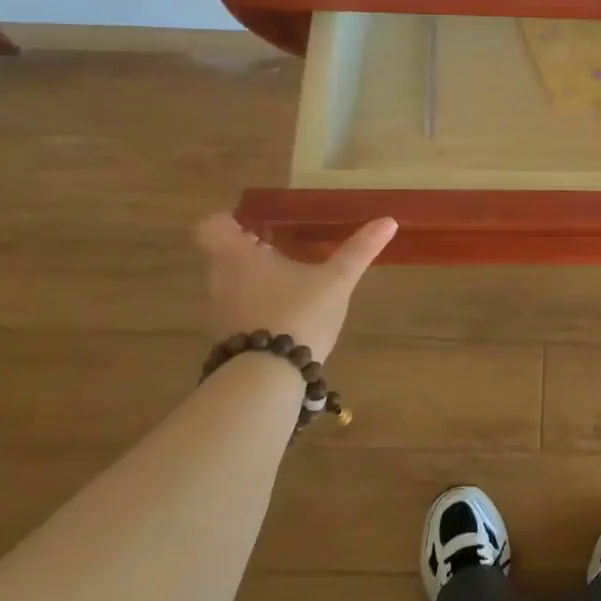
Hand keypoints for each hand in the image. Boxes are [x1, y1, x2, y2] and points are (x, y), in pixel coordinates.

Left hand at [194, 213, 396, 361]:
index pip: (212, 226)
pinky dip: (260, 304)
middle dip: (255, 248)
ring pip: (234, 282)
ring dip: (259, 277)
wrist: (269, 380)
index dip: (232, 220)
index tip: (261, 223)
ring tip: (296, 278)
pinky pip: (241, 308)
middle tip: (289, 245)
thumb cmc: (297, 315)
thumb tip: (388, 221)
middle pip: (226, 254)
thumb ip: (359, 250)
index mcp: (237, 257)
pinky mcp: (230, 338)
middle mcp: (221, 280)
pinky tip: (291, 310)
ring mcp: (222, 312)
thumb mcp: (336, 280)